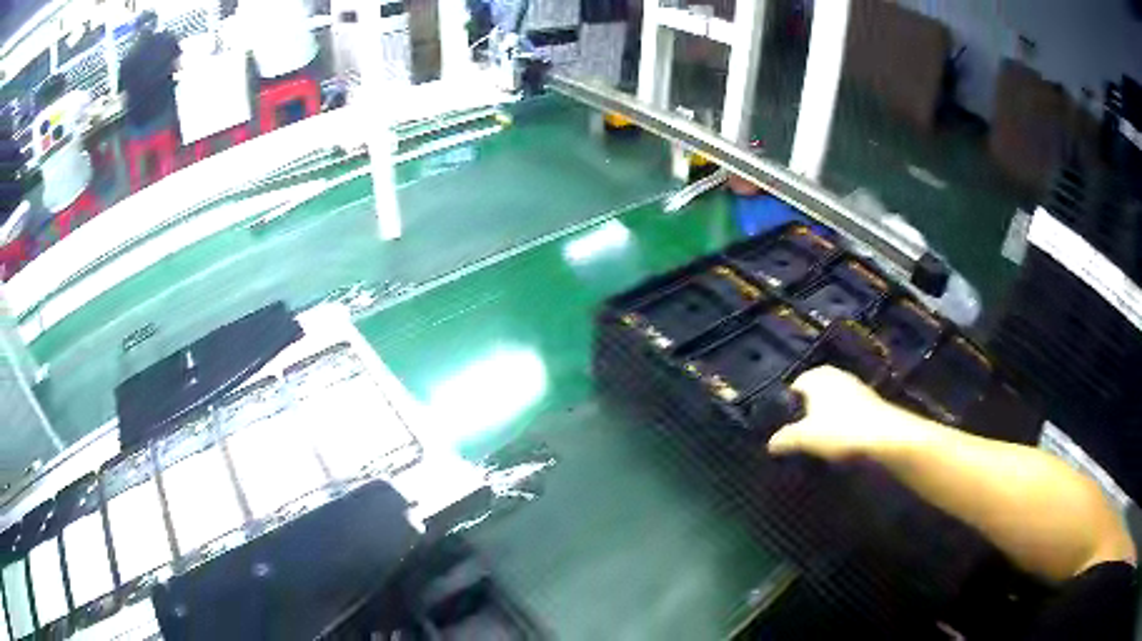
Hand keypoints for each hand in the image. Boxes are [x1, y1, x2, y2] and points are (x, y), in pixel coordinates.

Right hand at [768, 366, 903, 460]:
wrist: (884, 436)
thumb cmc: (840, 430)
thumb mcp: (804, 438)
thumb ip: (784, 439)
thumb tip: (770, 444)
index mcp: (817, 376)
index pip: (794, 385)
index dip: (787, 406)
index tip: (784, 427)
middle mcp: (836, 375)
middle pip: (815, 393)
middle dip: (808, 411)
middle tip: (801, 435)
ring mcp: (855, 386)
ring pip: (832, 402)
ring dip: (826, 418)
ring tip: (820, 441)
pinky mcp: (870, 401)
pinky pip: (848, 411)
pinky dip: (842, 423)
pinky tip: (840, 440)